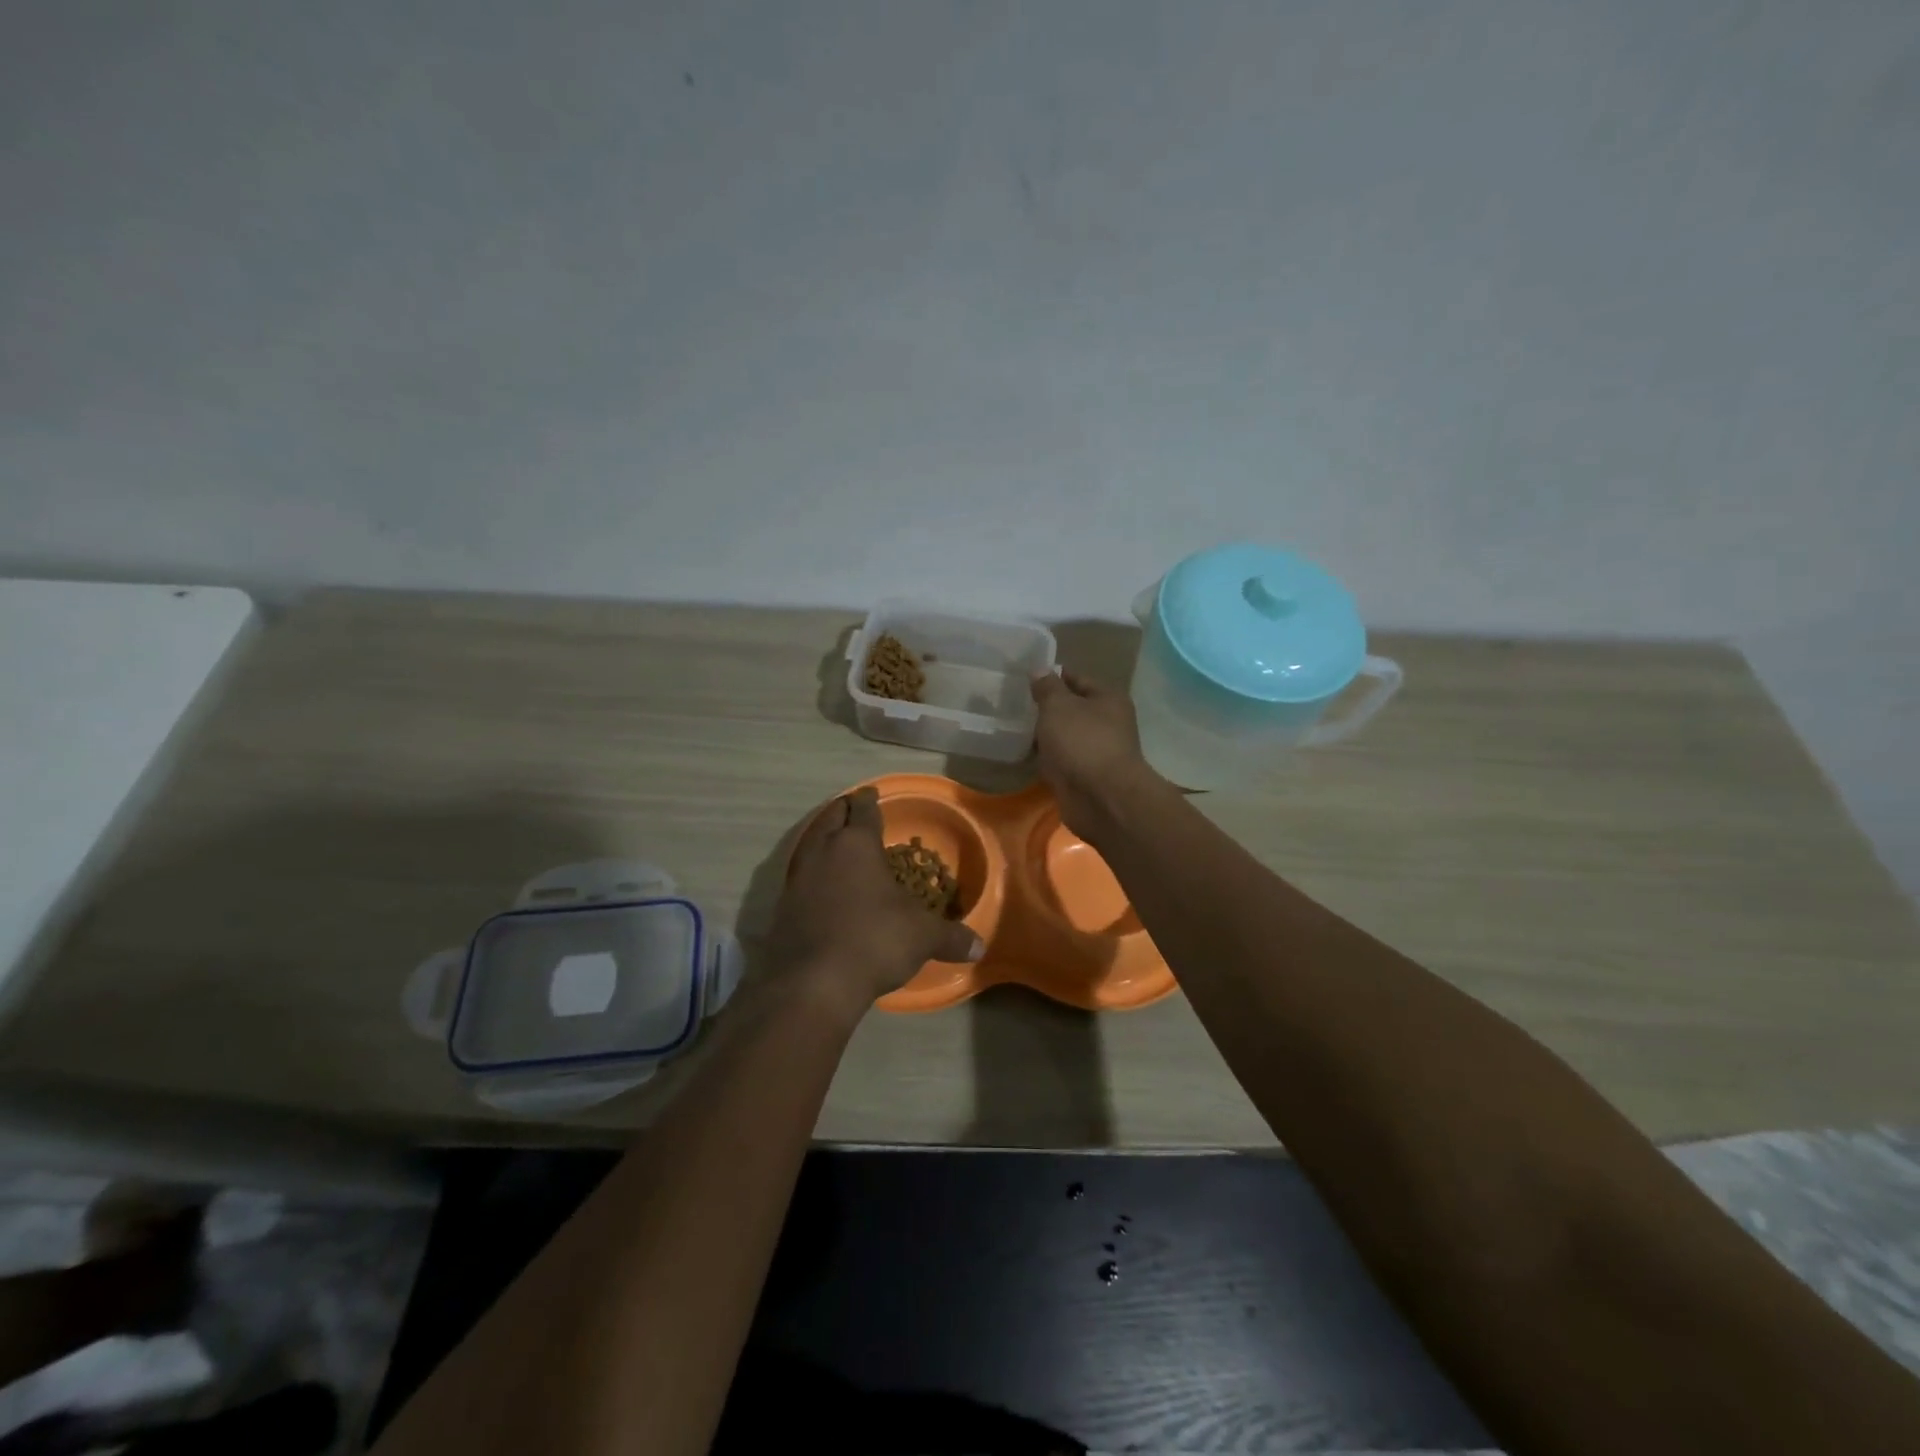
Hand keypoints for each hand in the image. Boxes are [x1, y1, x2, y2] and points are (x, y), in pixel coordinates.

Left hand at [767, 787, 983, 1013]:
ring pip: (809, 843)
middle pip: (830, 817)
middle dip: (843, 811)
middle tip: (854, 810)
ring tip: (835, 842)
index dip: (870, 800)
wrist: (812, 982)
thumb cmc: (874, 940)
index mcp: (857, 844)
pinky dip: (811, 870)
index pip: (864, 810)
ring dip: (822, 837)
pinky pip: (799, 875)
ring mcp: (797, 878)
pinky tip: (821, 885)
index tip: (872, 794)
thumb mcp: (922, 937)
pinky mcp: (782, 906)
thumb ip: (950, 937)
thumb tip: (980, 946)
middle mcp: (823, 851)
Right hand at [1030, 670, 1161, 839]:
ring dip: (1044, 735)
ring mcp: (1096, 752)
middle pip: (1071, 709)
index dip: (1052, 676)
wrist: (1100, 798)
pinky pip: (1061, 760)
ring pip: (1064, 737)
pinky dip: (1046, 759)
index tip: (1024, 677)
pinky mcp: (1084, 776)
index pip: (1077, 678)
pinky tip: (1023, 754)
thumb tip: (1040, 669)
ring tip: (1013, 728)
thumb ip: (1047, 687)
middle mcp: (1107, 723)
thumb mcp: (1059, 706)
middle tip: (1014, 704)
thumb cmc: (1082, 742)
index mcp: (1108, 699)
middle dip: (1046, 708)